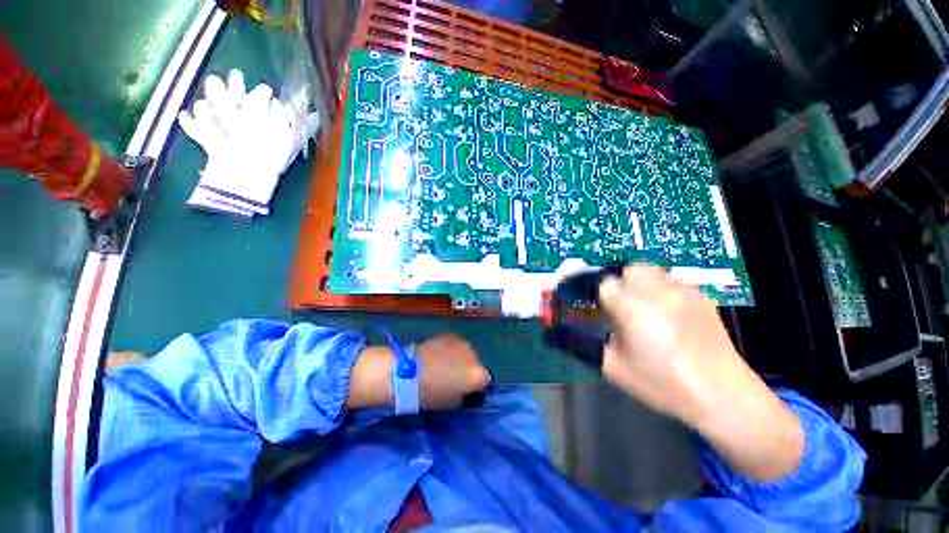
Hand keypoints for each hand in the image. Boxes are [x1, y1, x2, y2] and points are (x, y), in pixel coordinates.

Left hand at [417, 334, 491, 408]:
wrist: (409, 373)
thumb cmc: (430, 394)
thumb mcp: (452, 402)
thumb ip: (465, 394)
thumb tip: (467, 389)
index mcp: (477, 375)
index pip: (486, 380)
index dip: (477, 385)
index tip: (468, 389)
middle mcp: (474, 356)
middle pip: (476, 363)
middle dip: (469, 370)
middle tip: (455, 377)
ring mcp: (463, 343)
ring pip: (467, 352)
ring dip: (461, 358)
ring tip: (446, 365)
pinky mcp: (451, 335)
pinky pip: (456, 345)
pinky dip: (451, 350)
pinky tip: (440, 355)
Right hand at [598, 266, 803, 481]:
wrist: (723, 396)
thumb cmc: (662, 383)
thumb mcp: (613, 367)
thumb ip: (586, 343)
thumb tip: (563, 332)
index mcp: (631, 307)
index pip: (604, 282)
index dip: (598, 293)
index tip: (598, 306)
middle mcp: (656, 291)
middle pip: (630, 268)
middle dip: (620, 282)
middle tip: (621, 304)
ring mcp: (683, 291)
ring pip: (653, 272)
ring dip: (642, 284)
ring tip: (645, 307)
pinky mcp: (702, 297)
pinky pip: (674, 283)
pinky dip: (664, 291)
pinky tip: (670, 315)